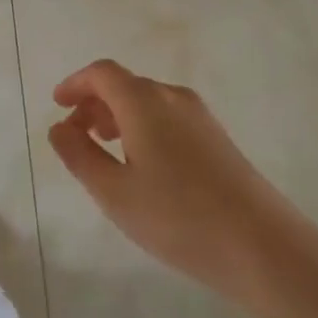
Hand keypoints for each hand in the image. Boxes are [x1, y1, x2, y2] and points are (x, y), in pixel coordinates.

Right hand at [48, 60, 313, 308]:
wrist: (260, 243)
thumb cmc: (178, 218)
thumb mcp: (115, 193)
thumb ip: (80, 156)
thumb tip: (59, 127)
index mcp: (144, 102)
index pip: (103, 73)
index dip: (76, 84)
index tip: (57, 105)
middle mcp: (172, 97)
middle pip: (125, 85)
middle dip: (94, 103)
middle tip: (75, 135)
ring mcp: (199, 115)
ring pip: (148, 101)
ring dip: (119, 116)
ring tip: (104, 150)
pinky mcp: (216, 136)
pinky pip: (167, 115)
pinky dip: (142, 126)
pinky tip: (142, 164)